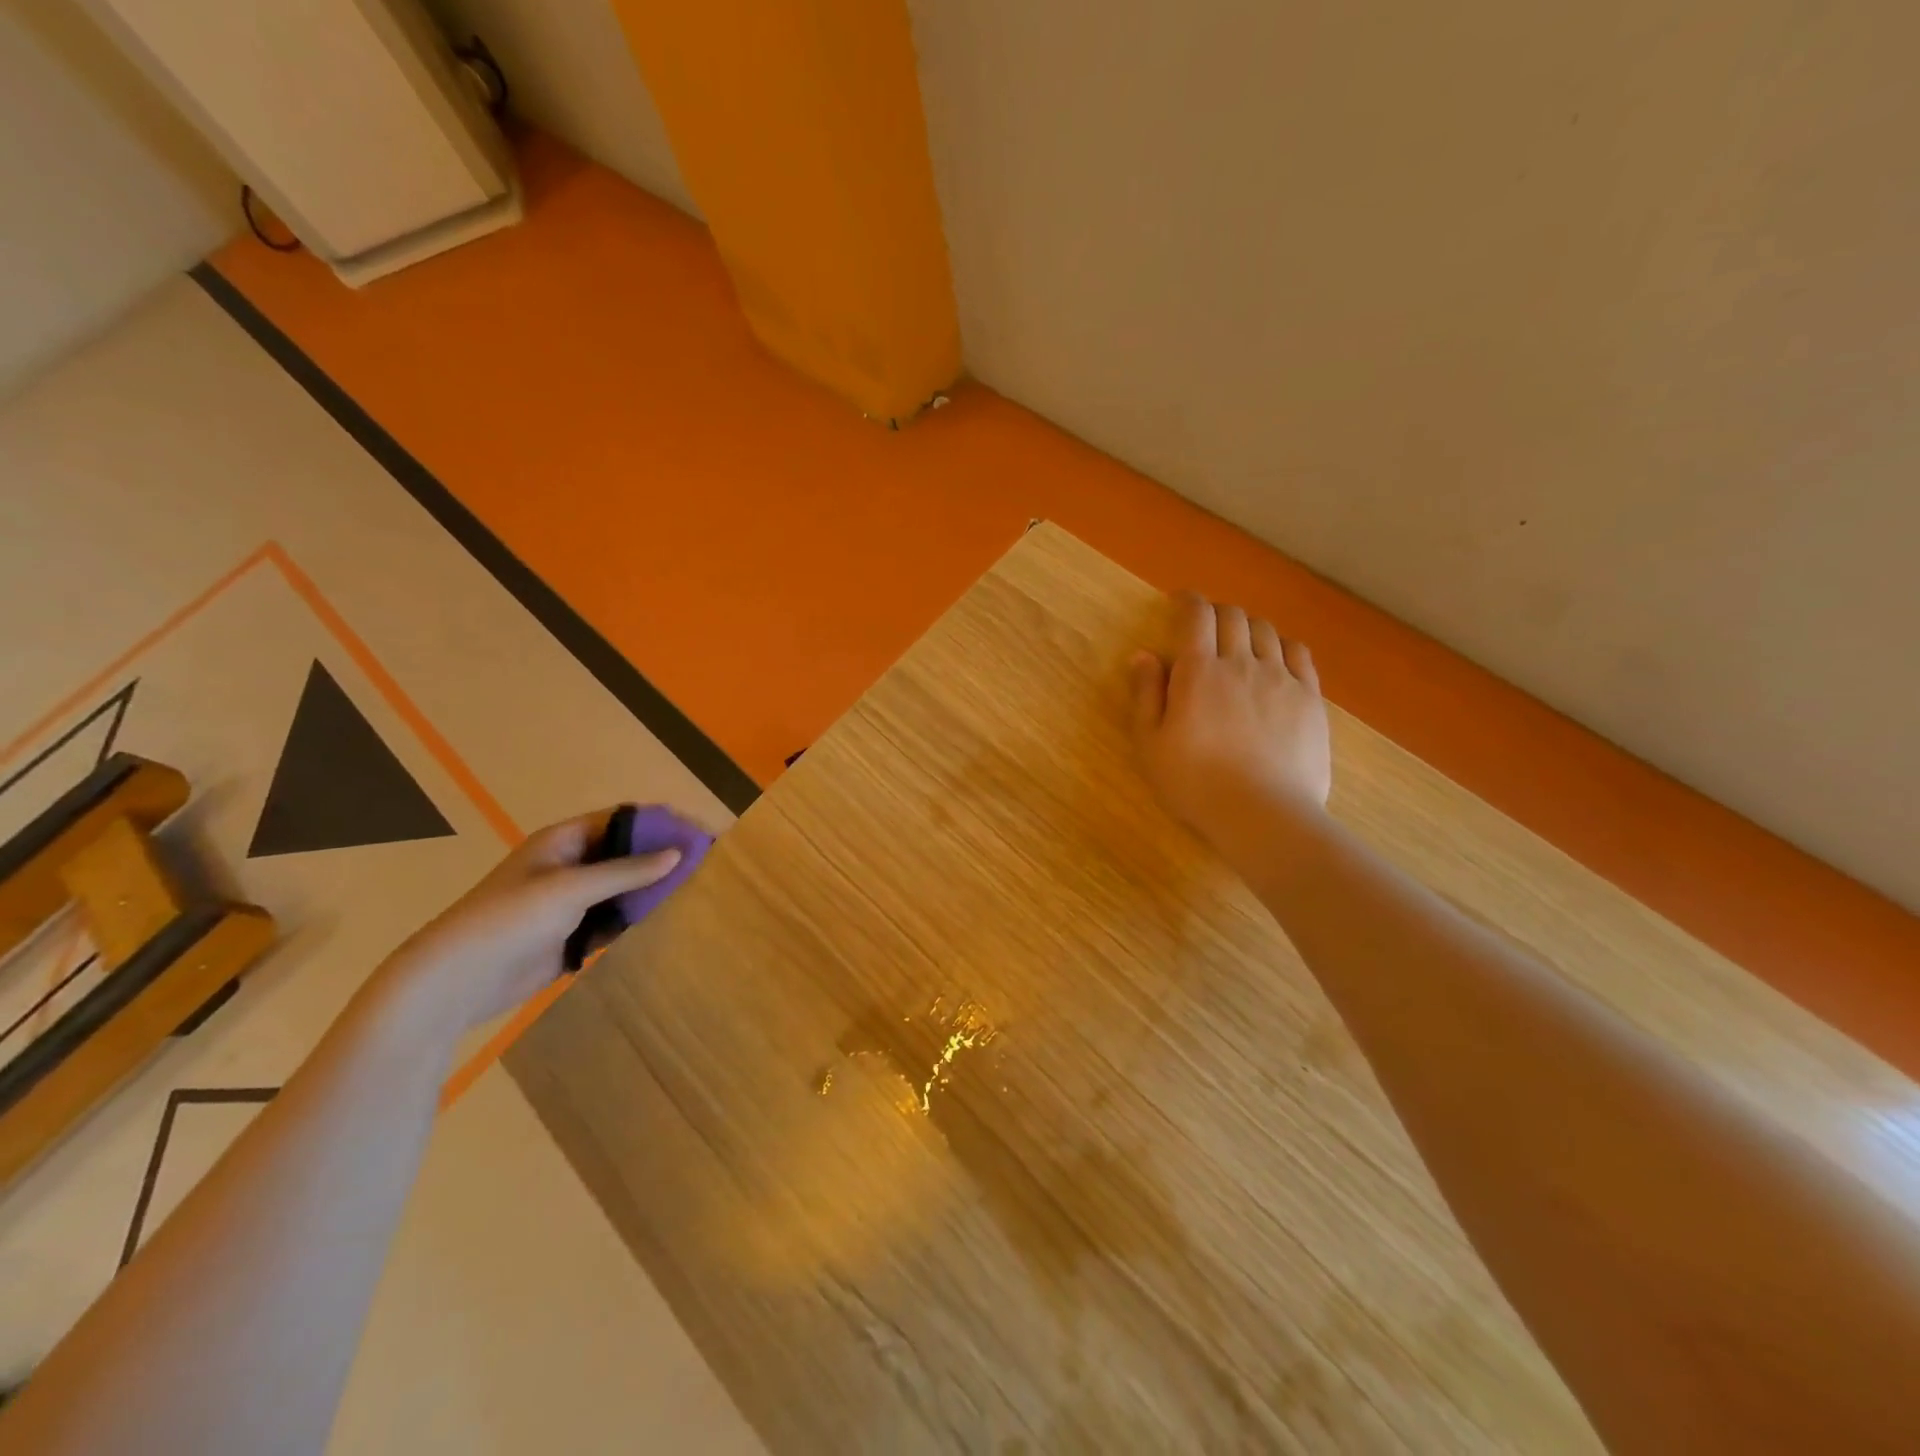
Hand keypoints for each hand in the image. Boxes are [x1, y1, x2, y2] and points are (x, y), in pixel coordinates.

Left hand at [365, 810, 684, 1040]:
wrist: (455, 982)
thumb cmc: (508, 921)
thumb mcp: (570, 888)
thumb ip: (626, 871)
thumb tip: (679, 853)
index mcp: (563, 841)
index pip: (622, 820)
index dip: (660, 822)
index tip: (699, 832)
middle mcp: (570, 866)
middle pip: (626, 852)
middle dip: (662, 855)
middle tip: (706, 863)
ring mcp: (571, 902)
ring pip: (623, 887)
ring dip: (653, 888)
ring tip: (697, 890)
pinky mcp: (572, 935)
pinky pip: (614, 918)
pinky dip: (638, 917)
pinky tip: (668, 920)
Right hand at [1129, 592, 1331, 854]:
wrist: (1261, 813)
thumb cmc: (1194, 782)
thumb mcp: (1151, 743)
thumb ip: (1146, 694)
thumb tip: (1143, 654)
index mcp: (1198, 671)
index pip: (1196, 616)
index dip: (1188, 601)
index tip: (1180, 601)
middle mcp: (1241, 663)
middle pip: (1234, 616)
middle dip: (1217, 612)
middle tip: (1206, 626)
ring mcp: (1280, 678)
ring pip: (1266, 631)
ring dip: (1249, 627)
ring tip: (1240, 641)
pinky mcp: (1310, 698)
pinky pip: (1299, 654)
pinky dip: (1283, 645)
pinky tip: (1276, 657)